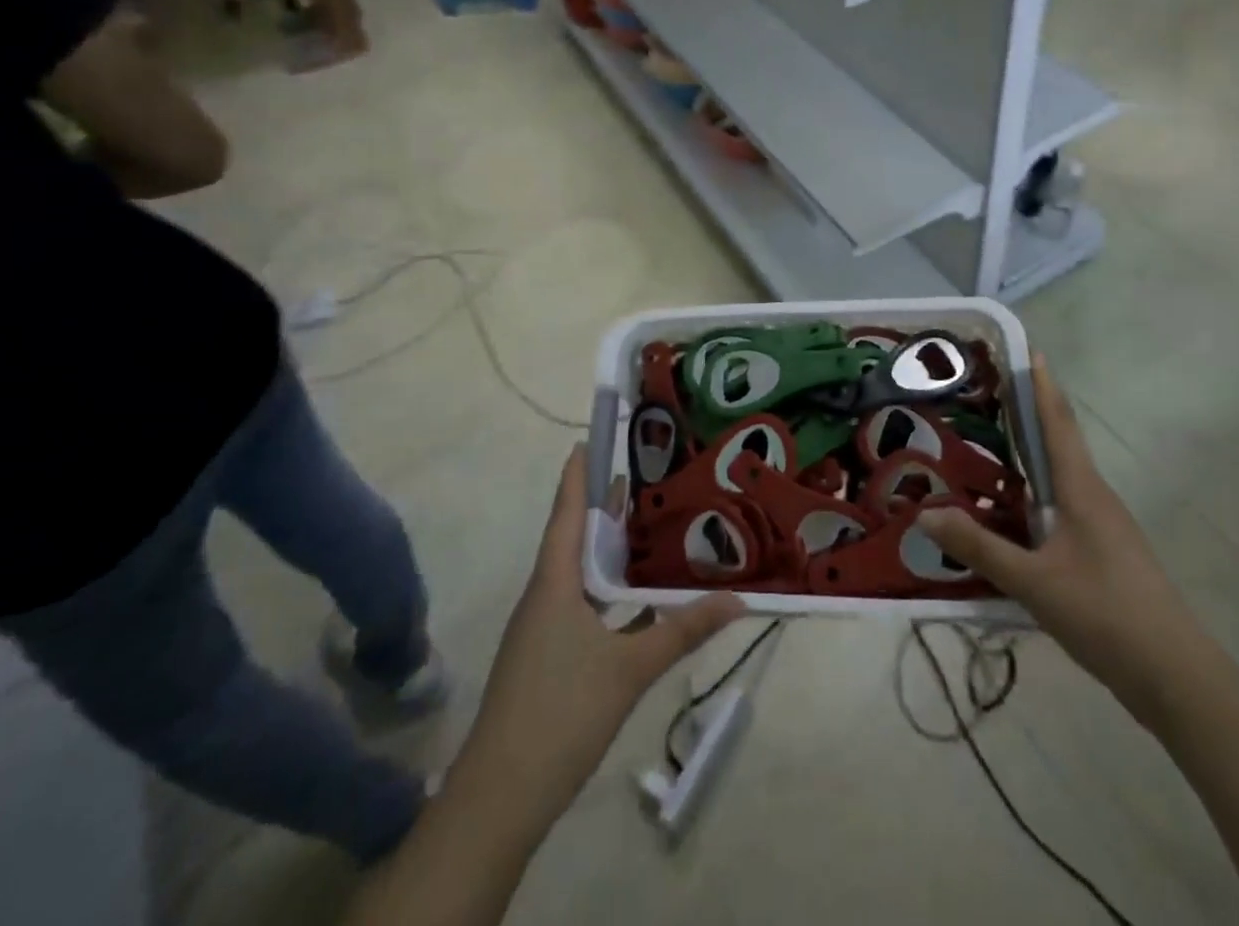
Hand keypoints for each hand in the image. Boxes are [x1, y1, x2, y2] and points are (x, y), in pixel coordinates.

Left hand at [447, 445, 743, 847]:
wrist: (498, 799)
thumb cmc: (560, 712)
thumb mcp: (630, 669)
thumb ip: (683, 630)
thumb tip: (740, 599)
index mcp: (554, 582)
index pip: (567, 511)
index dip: (579, 474)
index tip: (592, 438)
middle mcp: (544, 595)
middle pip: (575, 537)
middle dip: (605, 506)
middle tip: (645, 475)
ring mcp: (542, 628)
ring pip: (579, 573)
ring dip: (609, 549)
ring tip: (650, 525)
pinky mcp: (546, 656)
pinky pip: (581, 604)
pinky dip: (608, 589)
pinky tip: (638, 597)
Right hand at [917, 356, 1216, 733]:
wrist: (1176, 677)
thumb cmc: (1106, 614)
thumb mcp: (1034, 581)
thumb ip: (979, 546)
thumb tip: (924, 512)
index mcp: (1082, 489)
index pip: (1058, 422)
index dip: (1042, 384)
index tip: (1028, 349)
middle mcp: (1094, 496)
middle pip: (1058, 442)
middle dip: (1028, 413)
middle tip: (987, 393)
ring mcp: (1102, 526)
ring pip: (1058, 478)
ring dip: (1028, 456)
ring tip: (987, 446)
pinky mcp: (1102, 554)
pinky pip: (1060, 508)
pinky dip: (1032, 495)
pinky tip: (1008, 513)